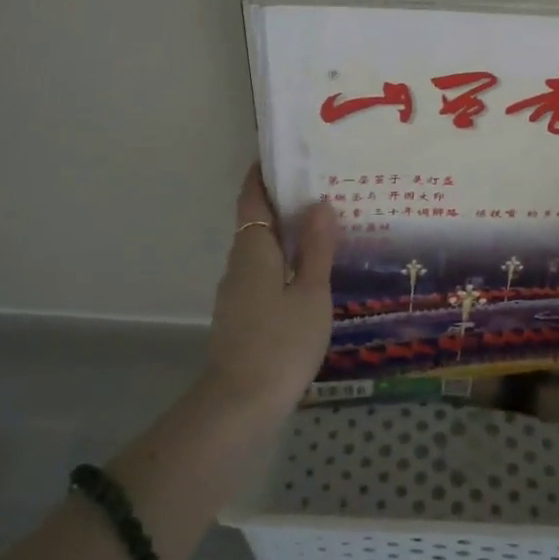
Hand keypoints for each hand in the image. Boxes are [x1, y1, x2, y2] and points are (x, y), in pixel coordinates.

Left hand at [205, 164, 337, 414]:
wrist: (241, 405)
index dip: (263, 174)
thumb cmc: (282, 341)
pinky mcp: (240, 315)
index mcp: (253, 249)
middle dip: (282, 203)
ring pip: (260, 250)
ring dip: (284, 235)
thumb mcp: (311, 292)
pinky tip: (308, 274)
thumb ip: (315, 248)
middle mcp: (238, 263)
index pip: (252, 198)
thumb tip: (318, 203)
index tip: (284, 155)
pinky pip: (262, 273)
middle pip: (256, 221)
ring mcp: (236, 292)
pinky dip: (282, 262)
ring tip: (322, 228)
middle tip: (321, 189)